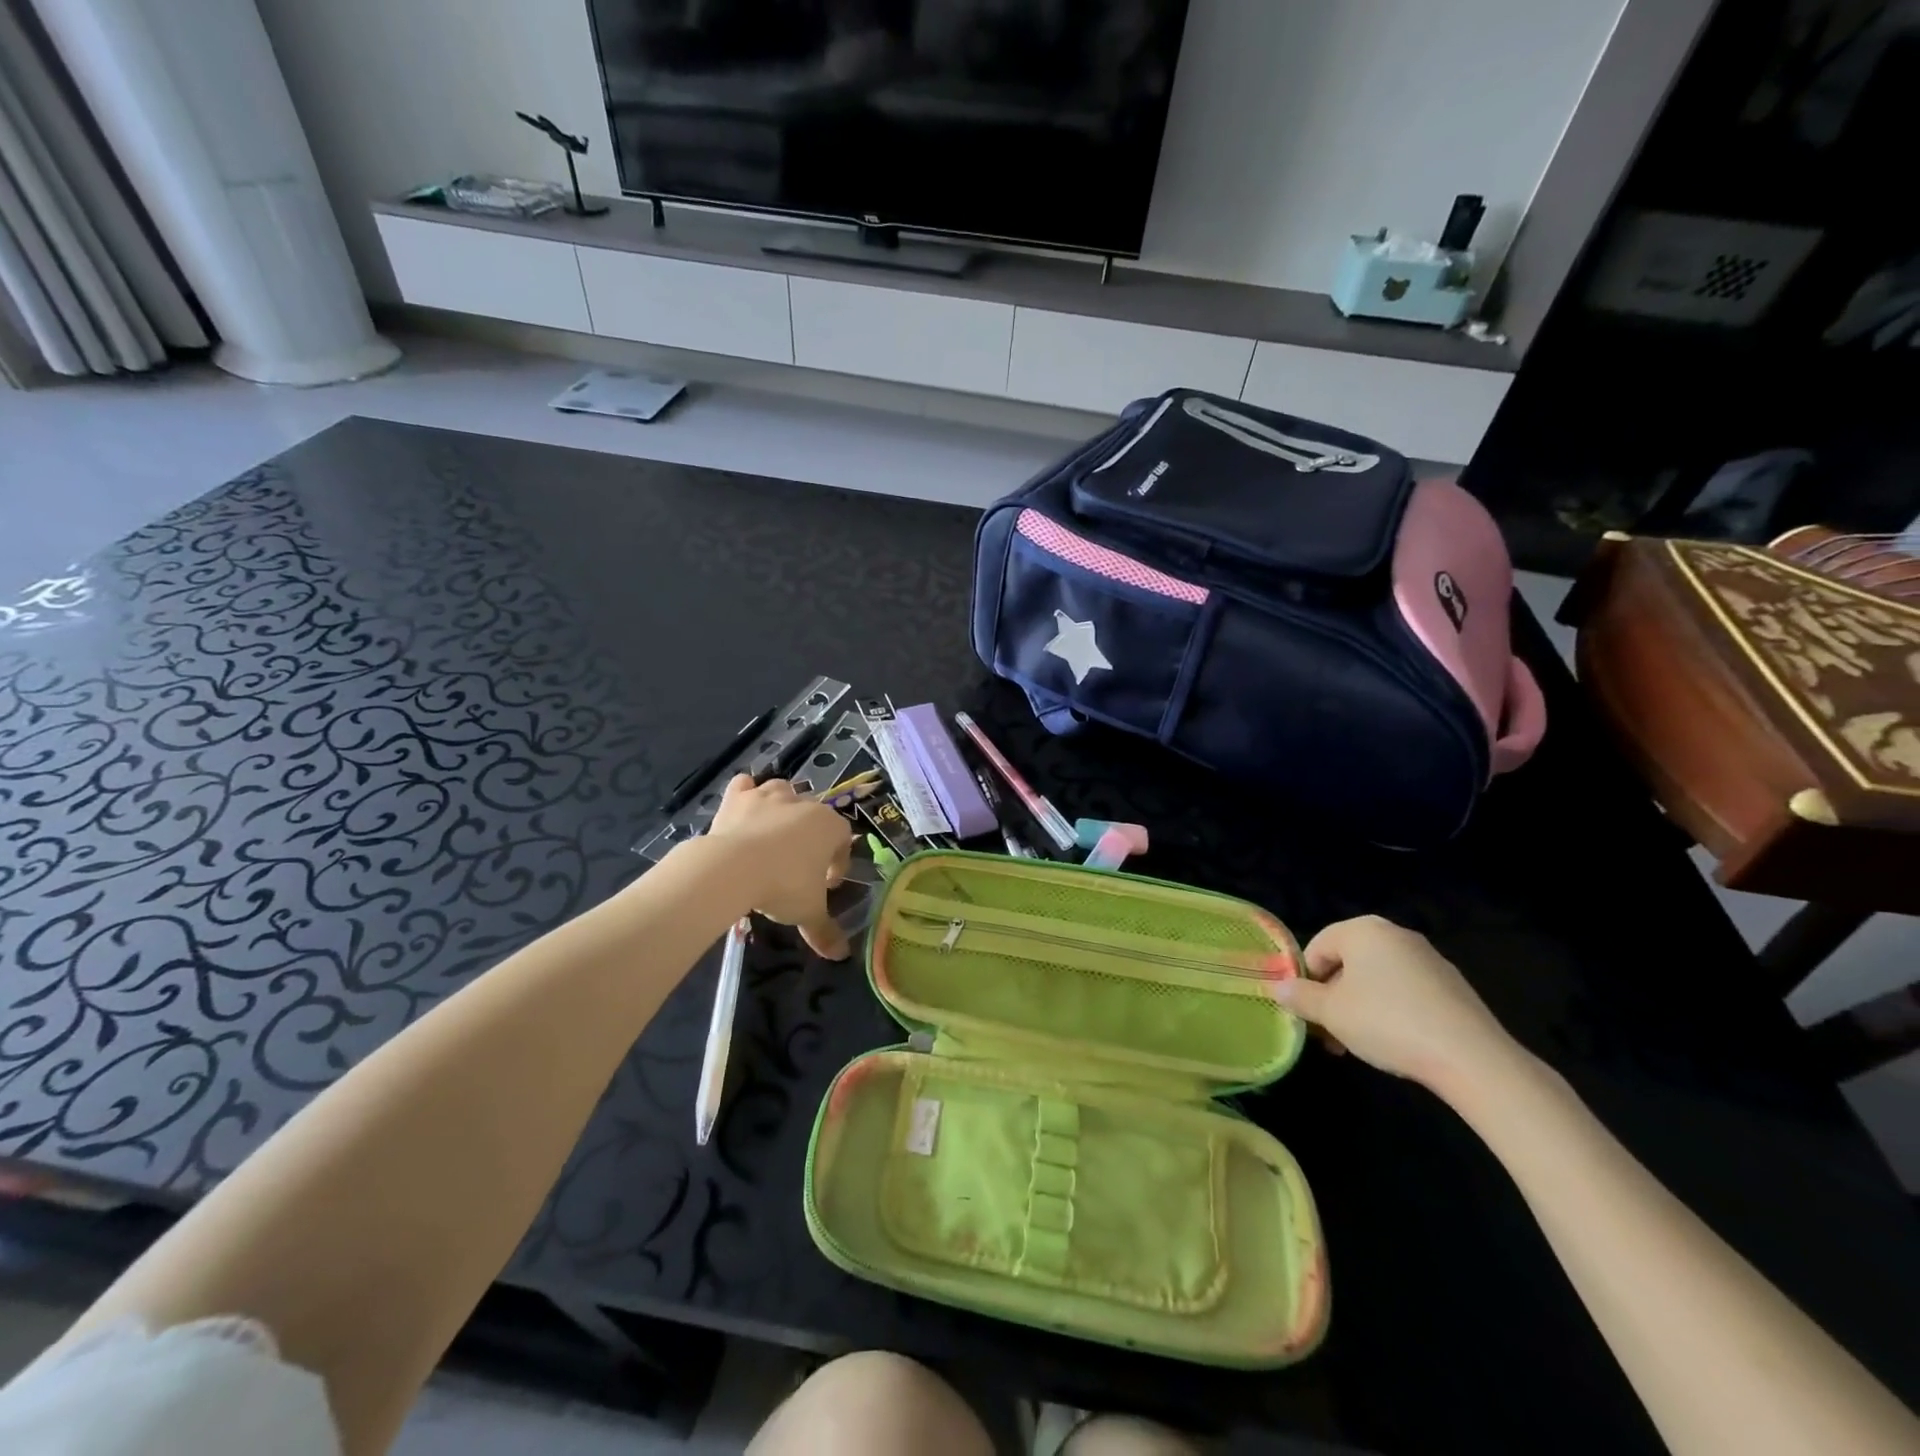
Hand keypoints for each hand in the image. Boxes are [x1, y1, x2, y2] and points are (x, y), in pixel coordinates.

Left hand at [704, 775, 853, 959]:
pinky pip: (745, 786)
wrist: (732, 868)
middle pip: (815, 814)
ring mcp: (769, 796)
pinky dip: (746, 793)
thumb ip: (826, 931)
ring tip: (774, 835)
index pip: (844, 839)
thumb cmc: (783, 886)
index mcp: (830, 826)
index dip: (837, 862)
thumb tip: (841, 955)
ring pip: (784, 791)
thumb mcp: (808, 912)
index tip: (826, 885)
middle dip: (810, 836)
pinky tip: (744, 809)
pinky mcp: (738, 797)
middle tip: (798, 866)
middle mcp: (804, 804)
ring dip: (783, 807)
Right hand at [1274, 915, 1516, 1094]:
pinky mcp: (1452, 987)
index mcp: (1363, 930)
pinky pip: (1406, 992)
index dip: (1305, 980)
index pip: (1317, 947)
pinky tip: (1395, 1043)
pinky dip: (1391, 1012)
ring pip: (1377, 980)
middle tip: (1328, 1033)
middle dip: (1332, 997)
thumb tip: (1279, 988)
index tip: (1306, 1013)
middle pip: (1348, 963)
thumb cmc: (1387, 1022)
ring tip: (1358, 1044)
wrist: (1471, 1058)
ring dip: (1359, 1007)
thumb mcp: (1330, 1013)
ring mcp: (1429, 959)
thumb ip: (1300, 997)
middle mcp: (1396, 935)